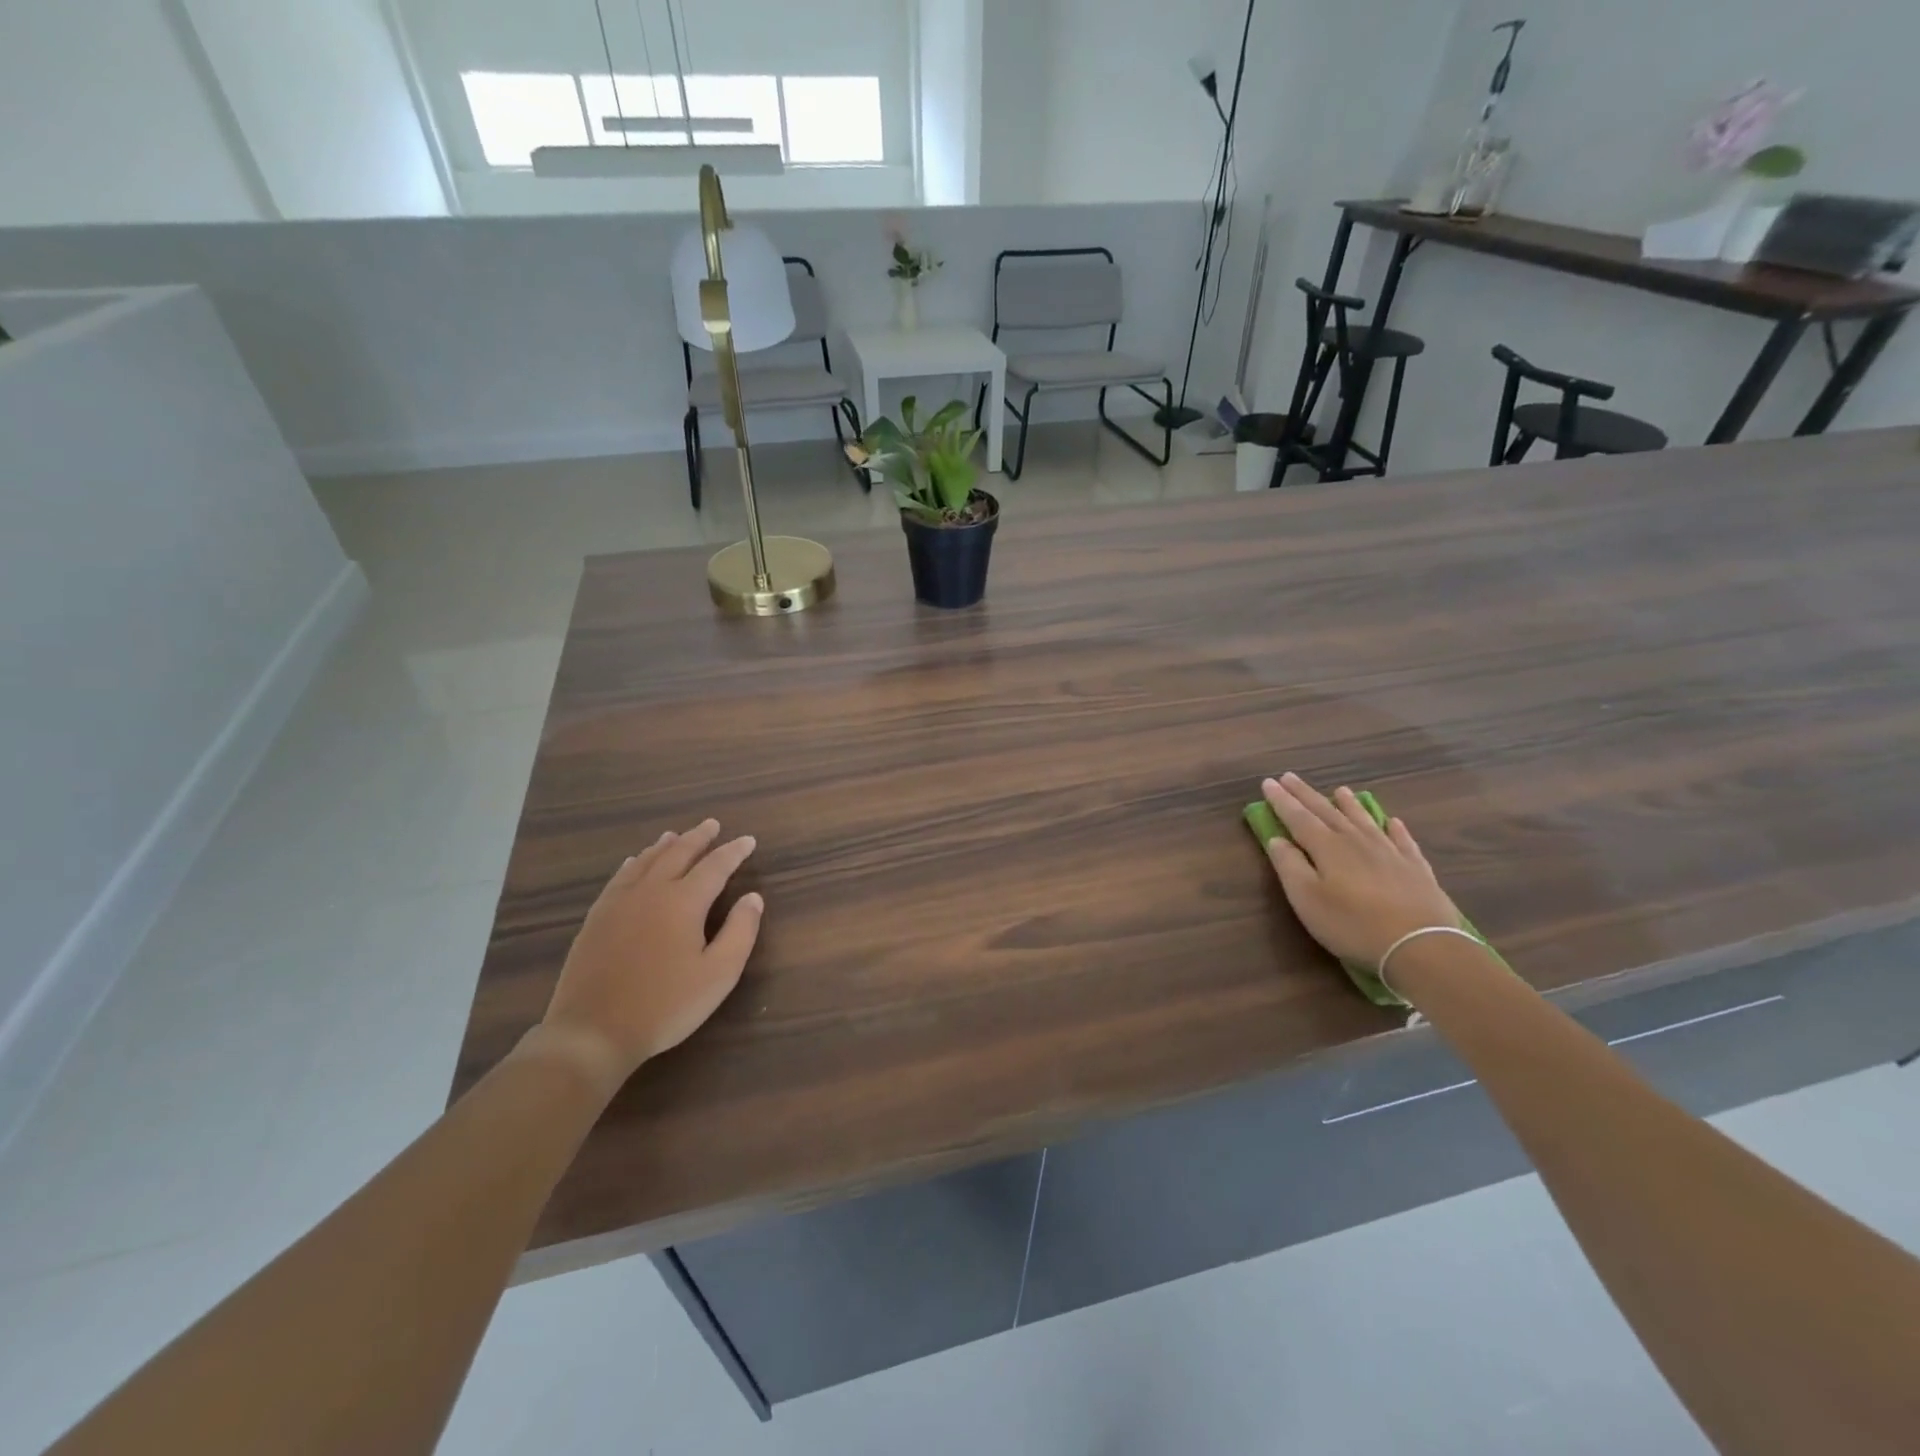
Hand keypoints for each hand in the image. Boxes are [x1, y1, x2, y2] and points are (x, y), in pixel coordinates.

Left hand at [533, 820, 762, 1093]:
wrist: (592, 1032)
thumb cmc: (665, 1005)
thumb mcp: (718, 974)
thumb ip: (741, 931)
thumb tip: (753, 897)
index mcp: (684, 902)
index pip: (715, 866)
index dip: (734, 851)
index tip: (748, 840)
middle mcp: (651, 891)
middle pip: (678, 853)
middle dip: (699, 838)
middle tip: (713, 825)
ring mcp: (619, 903)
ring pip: (645, 861)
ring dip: (666, 846)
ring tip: (676, 835)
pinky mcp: (596, 919)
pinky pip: (619, 877)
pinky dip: (633, 863)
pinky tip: (633, 862)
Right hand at [1259, 774, 1460, 968]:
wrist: (1420, 945)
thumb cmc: (1353, 924)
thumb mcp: (1307, 899)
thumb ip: (1289, 866)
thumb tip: (1277, 839)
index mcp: (1327, 847)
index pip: (1298, 817)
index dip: (1281, 800)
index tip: (1268, 782)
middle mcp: (1356, 841)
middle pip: (1327, 812)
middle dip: (1306, 794)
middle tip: (1290, 776)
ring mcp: (1389, 852)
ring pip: (1364, 820)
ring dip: (1350, 804)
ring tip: (1340, 789)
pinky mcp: (1415, 869)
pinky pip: (1402, 840)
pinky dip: (1395, 828)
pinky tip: (1393, 821)